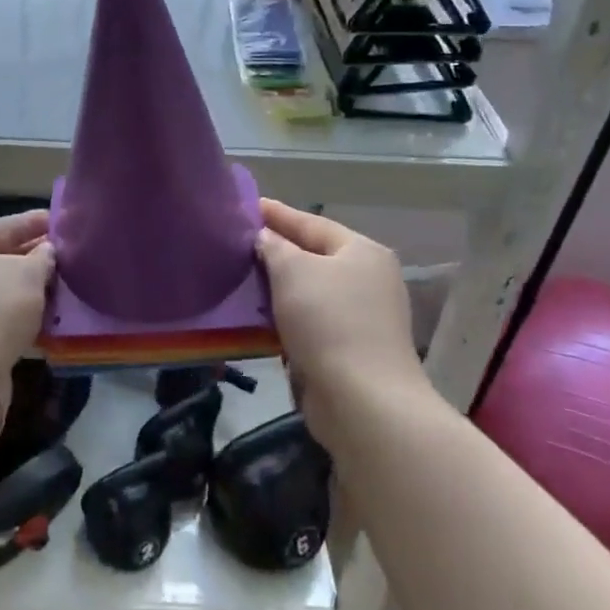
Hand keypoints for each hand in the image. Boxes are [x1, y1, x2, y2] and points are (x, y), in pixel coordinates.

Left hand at [0, 210, 54, 383]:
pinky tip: (45, 320)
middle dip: (33, 258)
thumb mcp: (28, 274)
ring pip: (0, 290)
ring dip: (28, 291)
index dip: (36, 222)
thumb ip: (43, 258)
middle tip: (66, 258)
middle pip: (1, 257)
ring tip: (61, 289)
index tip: (62, 223)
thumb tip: (46, 252)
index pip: (7, 225)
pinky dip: (20, 317)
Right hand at [257, 199, 434, 439]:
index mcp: (363, 252)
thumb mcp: (293, 271)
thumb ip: (275, 247)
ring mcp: (364, 318)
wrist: (363, 402)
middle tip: (240, 243)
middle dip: (278, 252)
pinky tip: (260, 318)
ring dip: (280, 288)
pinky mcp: (352, 352)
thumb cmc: (328, 321)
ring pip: (311, 292)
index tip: (248, 206)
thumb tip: (265, 238)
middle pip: (314, 257)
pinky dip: (288, 318)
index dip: (278, 214)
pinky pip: (312, 323)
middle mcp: (369, 280)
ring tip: (243, 278)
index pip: (312, 223)